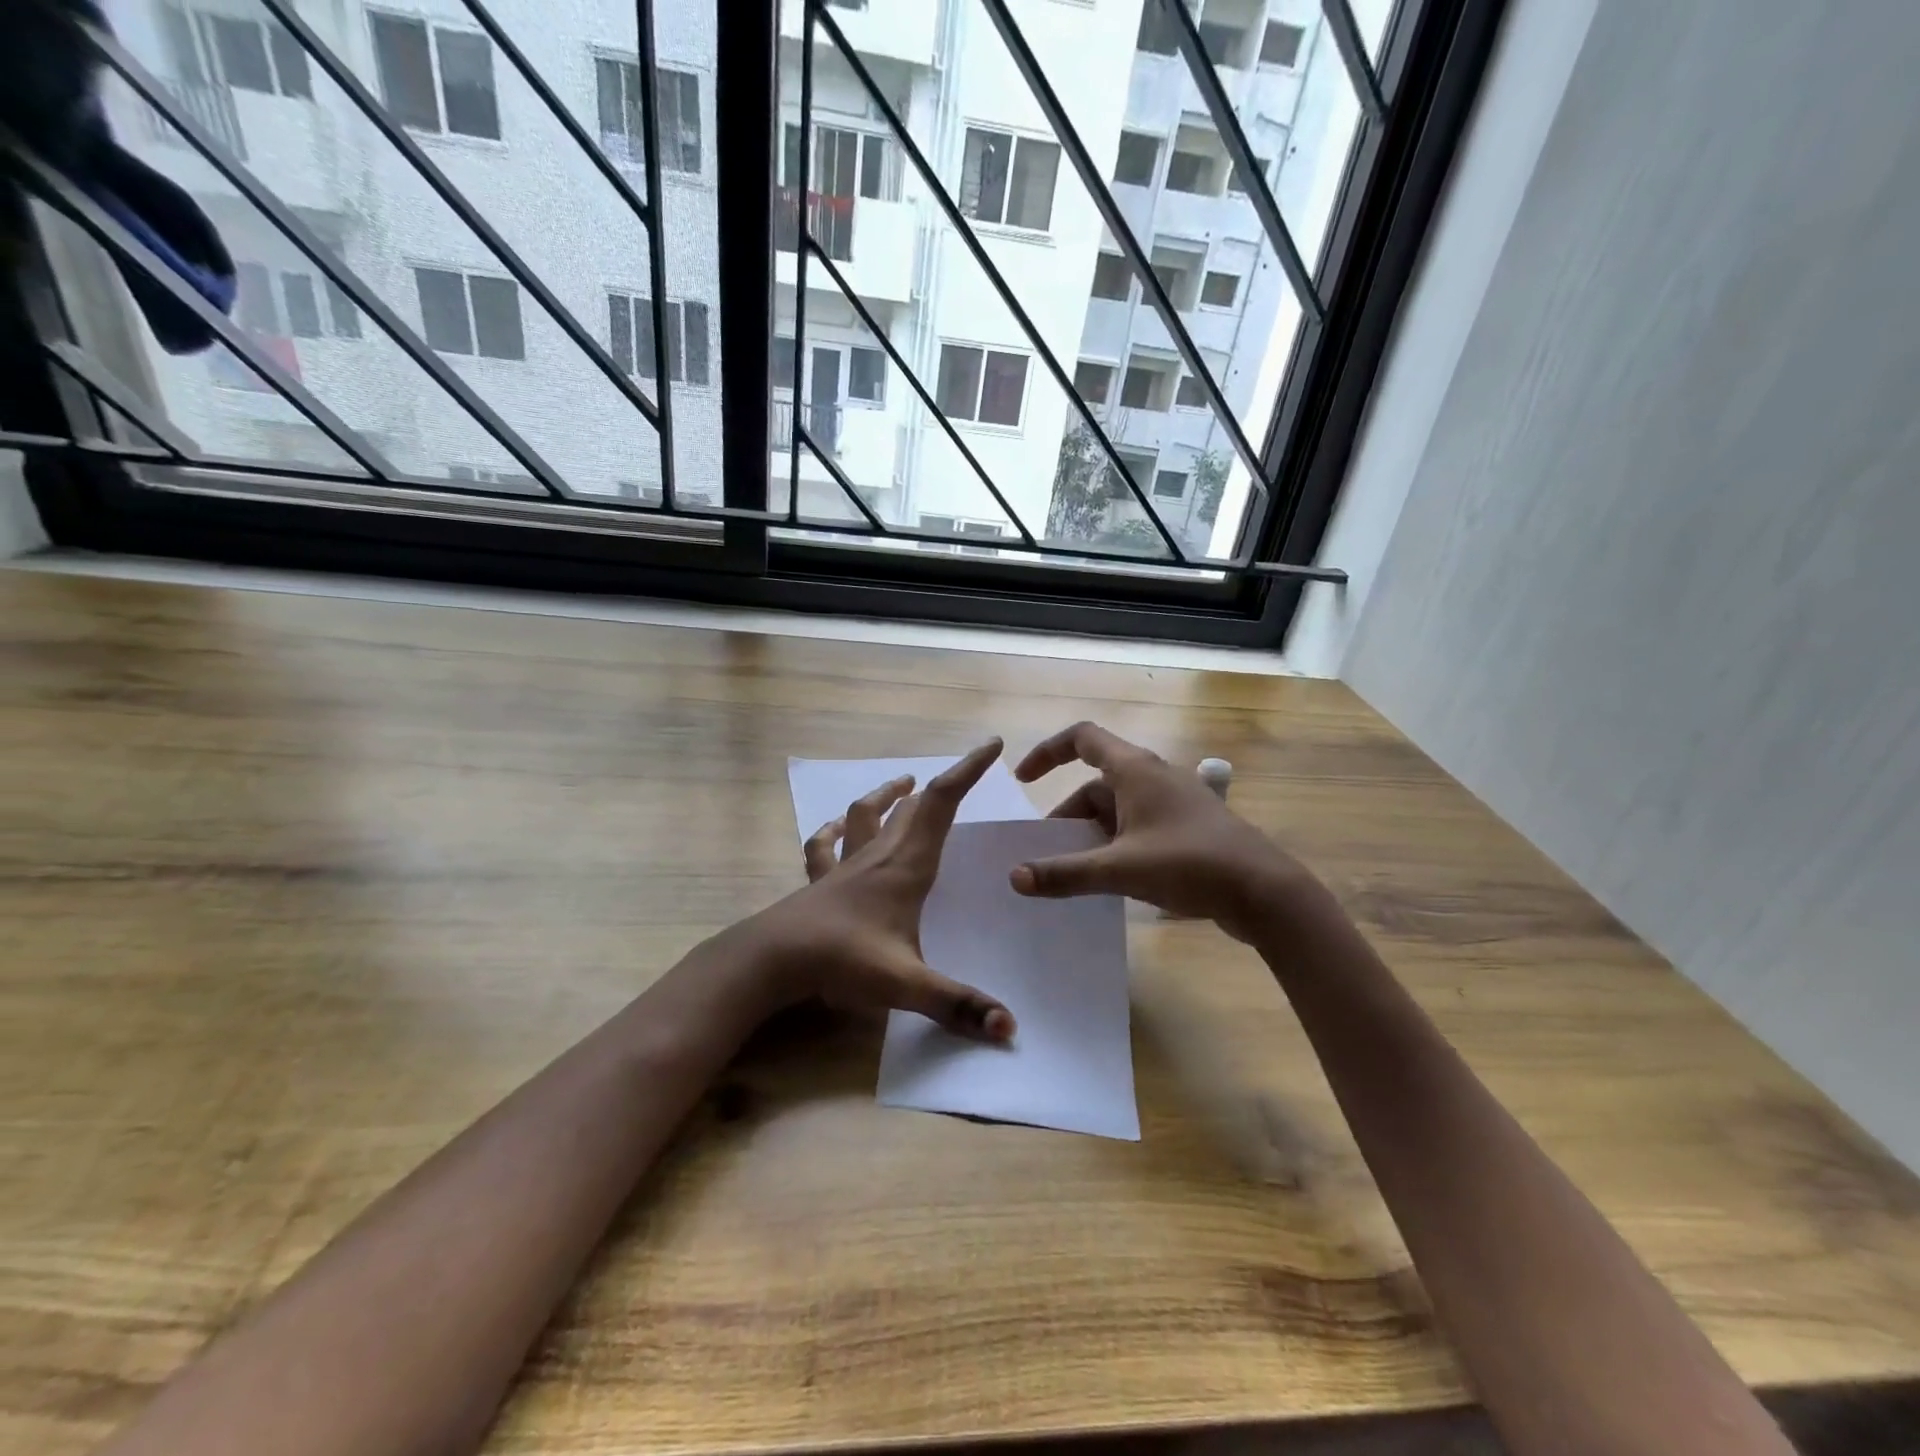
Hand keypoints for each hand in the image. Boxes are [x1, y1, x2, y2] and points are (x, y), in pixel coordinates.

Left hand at [749, 740, 1015, 1041]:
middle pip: (912, 806)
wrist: (771, 960)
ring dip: (887, 796)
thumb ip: (957, 1005)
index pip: (941, 803)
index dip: (967, 770)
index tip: (991, 745)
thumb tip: (1010, 1029)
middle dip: (940, 784)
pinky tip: (835, 826)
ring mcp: (844, 866)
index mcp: (906, 866)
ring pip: (867, 814)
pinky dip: (833, 830)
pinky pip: (825, 845)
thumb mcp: (906, 984)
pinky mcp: (819, 882)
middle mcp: (877, 856)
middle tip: (961, 774)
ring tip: (902, 784)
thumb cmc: (842, 961)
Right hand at [1010, 722, 1307, 939]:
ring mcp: (1174, 802)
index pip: (1082, 738)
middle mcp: (1153, 777)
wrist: (1264, 891)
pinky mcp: (1187, 828)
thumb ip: (1065, 873)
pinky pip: (1138, 827)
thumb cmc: (1189, 864)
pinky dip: (1117, 845)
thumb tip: (1014, 877)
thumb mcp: (1120, 869)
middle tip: (1048, 854)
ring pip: (1118, 809)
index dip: (1048, 752)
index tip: (1024, 780)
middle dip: (1068, 816)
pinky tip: (1112, 880)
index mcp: (1135, 769)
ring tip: (1077, 873)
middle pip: (1096, 784)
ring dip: (1092, 834)